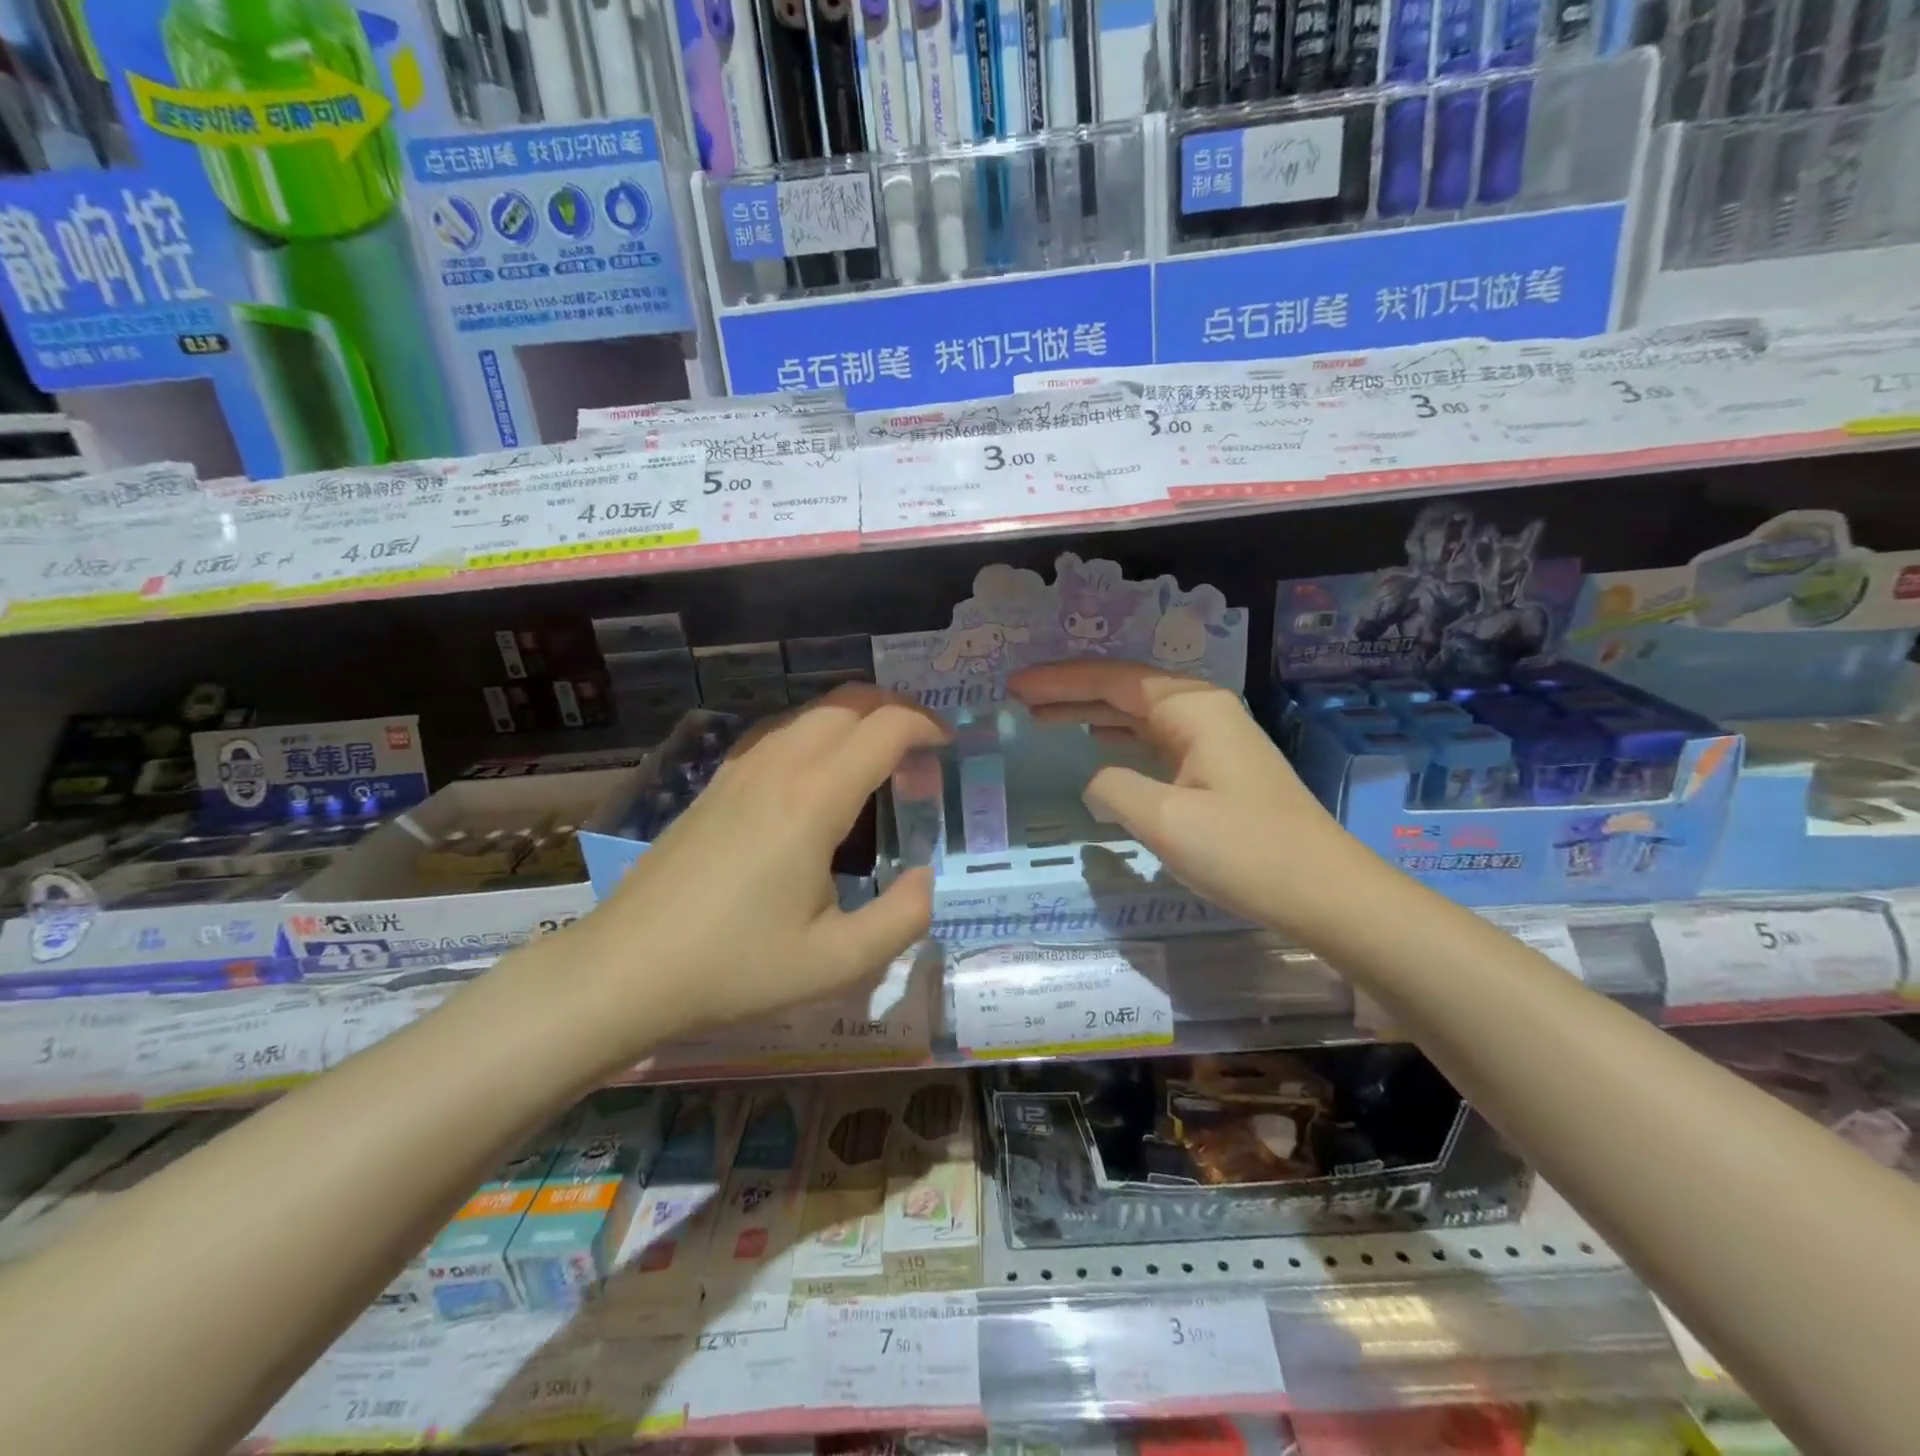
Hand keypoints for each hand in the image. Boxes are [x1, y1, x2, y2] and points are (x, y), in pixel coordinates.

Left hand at [559, 685, 947, 1062]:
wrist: (627, 969)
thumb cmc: (736, 967)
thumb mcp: (837, 962)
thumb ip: (903, 917)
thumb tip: (927, 878)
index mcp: (814, 799)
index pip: (885, 727)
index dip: (927, 728)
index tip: (947, 753)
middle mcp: (780, 765)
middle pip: (850, 702)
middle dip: (897, 713)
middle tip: (921, 759)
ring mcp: (741, 768)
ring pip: (813, 712)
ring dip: (857, 721)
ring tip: (878, 767)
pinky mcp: (718, 782)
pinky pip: (781, 732)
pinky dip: (819, 734)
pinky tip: (819, 781)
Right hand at [1009, 661, 1351, 932]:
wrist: (1326, 892)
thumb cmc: (1246, 851)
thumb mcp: (1166, 820)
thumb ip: (1113, 788)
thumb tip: (1095, 781)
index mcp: (1191, 708)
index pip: (1112, 680)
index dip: (1059, 681)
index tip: (1014, 686)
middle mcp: (1202, 711)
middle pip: (1124, 689)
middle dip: (1070, 691)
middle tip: (1018, 697)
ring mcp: (1212, 739)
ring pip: (1138, 714)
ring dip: (1091, 712)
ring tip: (1043, 716)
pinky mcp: (1215, 768)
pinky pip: (1154, 739)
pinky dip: (1118, 737)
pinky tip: (1097, 742)